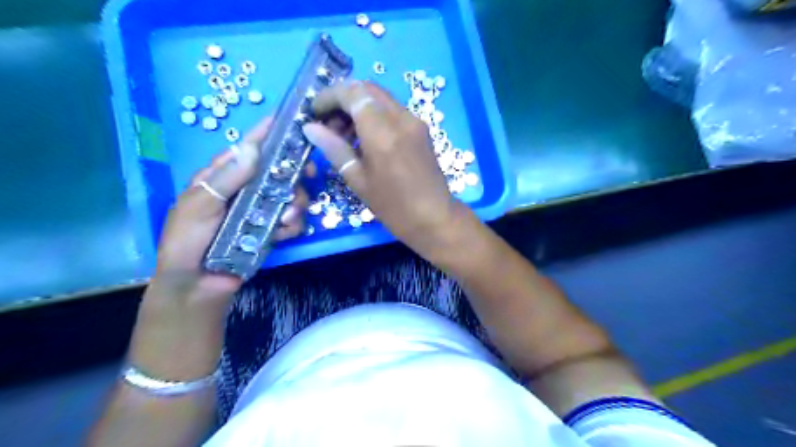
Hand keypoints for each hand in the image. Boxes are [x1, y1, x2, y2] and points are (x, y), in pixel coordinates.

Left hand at [147, 117, 308, 311]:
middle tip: (309, 173)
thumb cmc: (188, 241)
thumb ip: (226, 178)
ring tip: (289, 215)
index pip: (246, 148)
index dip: (266, 133)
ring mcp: (261, 210)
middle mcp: (246, 190)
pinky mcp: (272, 230)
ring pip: (291, 195)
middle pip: (278, 170)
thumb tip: (252, 147)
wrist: (198, 284)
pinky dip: (293, 224)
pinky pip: (292, 221)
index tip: (289, 120)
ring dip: (297, 202)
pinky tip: (284, 232)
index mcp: (223, 177)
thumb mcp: (199, 206)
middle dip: (295, 170)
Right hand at [302, 79, 463, 256]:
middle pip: (367, 88)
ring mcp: (414, 121)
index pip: (352, 93)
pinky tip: (365, 138)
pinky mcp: (421, 129)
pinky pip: (393, 110)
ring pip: (381, 98)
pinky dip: (374, 115)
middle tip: (328, 124)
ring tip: (344, 134)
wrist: (435, 218)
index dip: (329, 97)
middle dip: (343, 99)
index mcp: (382, 131)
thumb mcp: (358, 180)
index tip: (314, 113)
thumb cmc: (393, 206)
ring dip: (359, 106)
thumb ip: (334, 149)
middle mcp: (401, 117)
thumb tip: (310, 128)